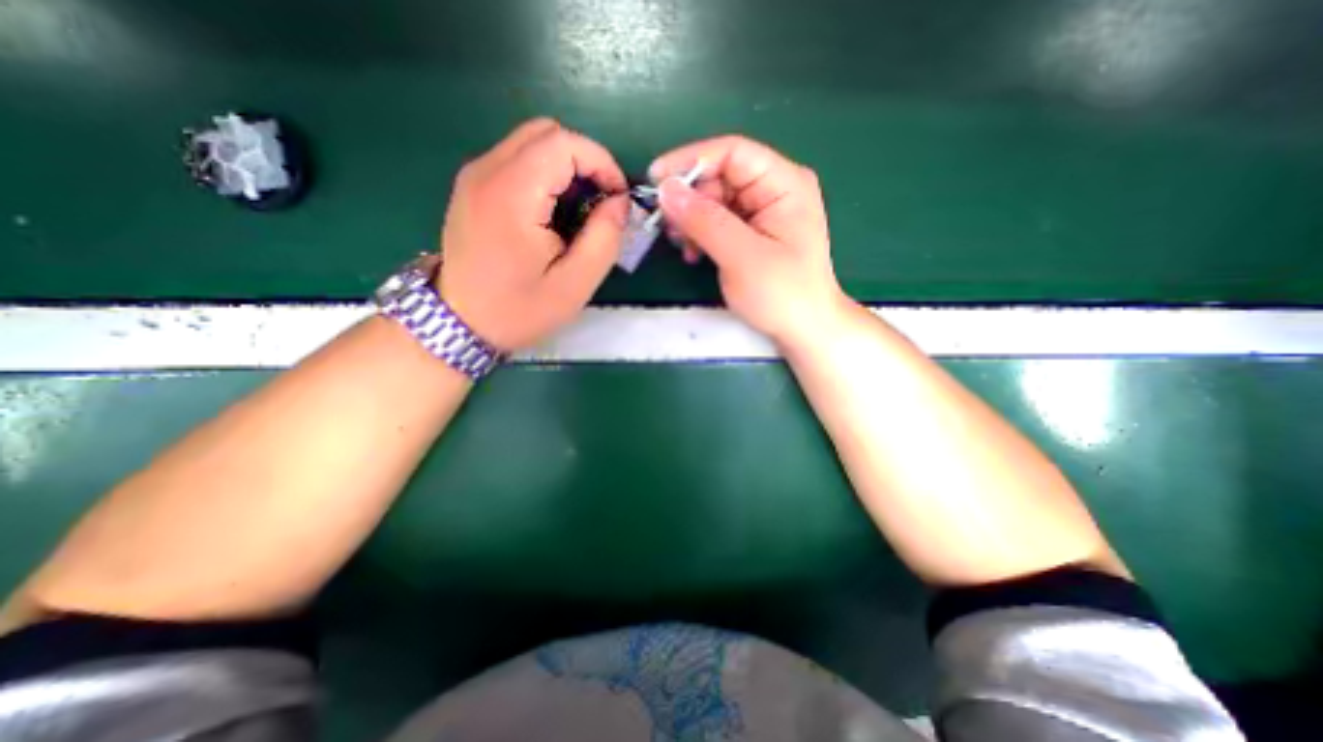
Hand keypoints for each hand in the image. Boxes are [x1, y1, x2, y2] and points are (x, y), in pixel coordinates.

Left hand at [439, 120, 633, 352]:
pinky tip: (552, 212)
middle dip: (585, 160)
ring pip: (531, 142)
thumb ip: (604, 238)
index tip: (618, 199)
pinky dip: (544, 174)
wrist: (460, 323)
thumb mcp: (575, 285)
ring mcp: (474, 176)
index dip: (601, 163)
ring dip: (565, 167)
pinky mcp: (472, 186)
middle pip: (546, 132)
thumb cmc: (519, 309)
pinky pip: (516, 160)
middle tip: (601, 203)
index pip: (563, 143)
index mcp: (512, 194)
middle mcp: (486, 171)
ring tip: (579, 210)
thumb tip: (619, 203)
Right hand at [650, 135, 847, 344]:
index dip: (691, 161)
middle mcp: (774, 189)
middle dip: (690, 199)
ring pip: (715, 200)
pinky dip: (701, 234)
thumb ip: (705, 221)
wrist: (803, 329)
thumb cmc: (782, 294)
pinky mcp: (752, 232)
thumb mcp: (742, 257)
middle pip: (720, 176)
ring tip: (683, 246)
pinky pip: (718, 221)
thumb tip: (666, 190)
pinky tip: (693, 254)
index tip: (656, 180)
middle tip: (668, 227)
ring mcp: (763, 211)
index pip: (733, 152)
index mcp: (784, 183)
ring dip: (692, 220)